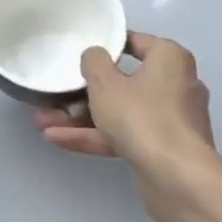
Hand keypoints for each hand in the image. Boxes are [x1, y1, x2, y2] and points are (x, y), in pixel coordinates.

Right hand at [33, 31, 216, 211]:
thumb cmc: (141, 116)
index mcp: (170, 59)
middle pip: (123, 81)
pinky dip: (95, 136)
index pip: (135, 42)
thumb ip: (93, 61)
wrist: (178, 179)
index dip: (105, 45)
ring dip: (82, 117)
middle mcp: (176, 85)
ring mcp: (170, 120)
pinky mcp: (163, 149)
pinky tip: (58, 139)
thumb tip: (96, 56)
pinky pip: (125, 134)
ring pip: (120, 112)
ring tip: (43, 121)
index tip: (79, 51)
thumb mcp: (105, 81)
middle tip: (56, 93)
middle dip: (84, 91)